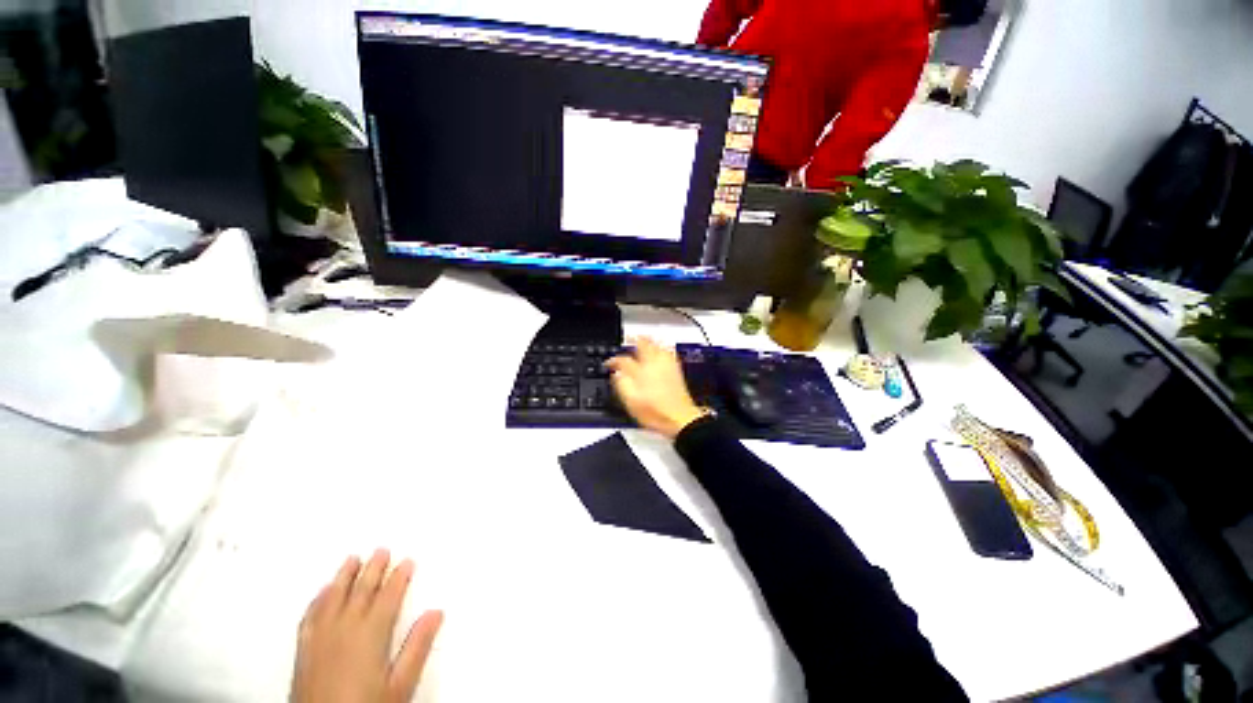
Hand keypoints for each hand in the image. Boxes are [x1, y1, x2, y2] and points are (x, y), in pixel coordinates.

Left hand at [291, 550, 442, 702]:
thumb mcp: (400, 684)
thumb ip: (417, 647)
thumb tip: (436, 613)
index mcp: (371, 633)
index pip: (388, 597)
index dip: (399, 577)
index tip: (407, 561)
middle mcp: (345, 629)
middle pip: (361, 591)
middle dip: (373, 569)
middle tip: (382, 550)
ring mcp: (320, 638)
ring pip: (334, 597)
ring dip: (345, 576)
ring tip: (353, 559)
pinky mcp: (303, 650)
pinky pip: (310, 615)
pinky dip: (319, 599)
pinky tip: (323, 591)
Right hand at [606, 337, 705, 439]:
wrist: (680, 419)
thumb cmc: (656, 412)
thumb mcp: (631, 401)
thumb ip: (621, 384)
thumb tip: (616, 373)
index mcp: (641, 371)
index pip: (622, 360)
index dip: (613, 361)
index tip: (609, 364)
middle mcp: (654, 364)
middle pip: (643, 344)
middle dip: (633, 341)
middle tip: (627, 340)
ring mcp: (667, 365)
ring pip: (657, 345)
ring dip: (648, 341)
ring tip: (641, 341)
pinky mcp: (676, 370)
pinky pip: (667, 352)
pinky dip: (660, 348)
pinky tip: (658, 351)